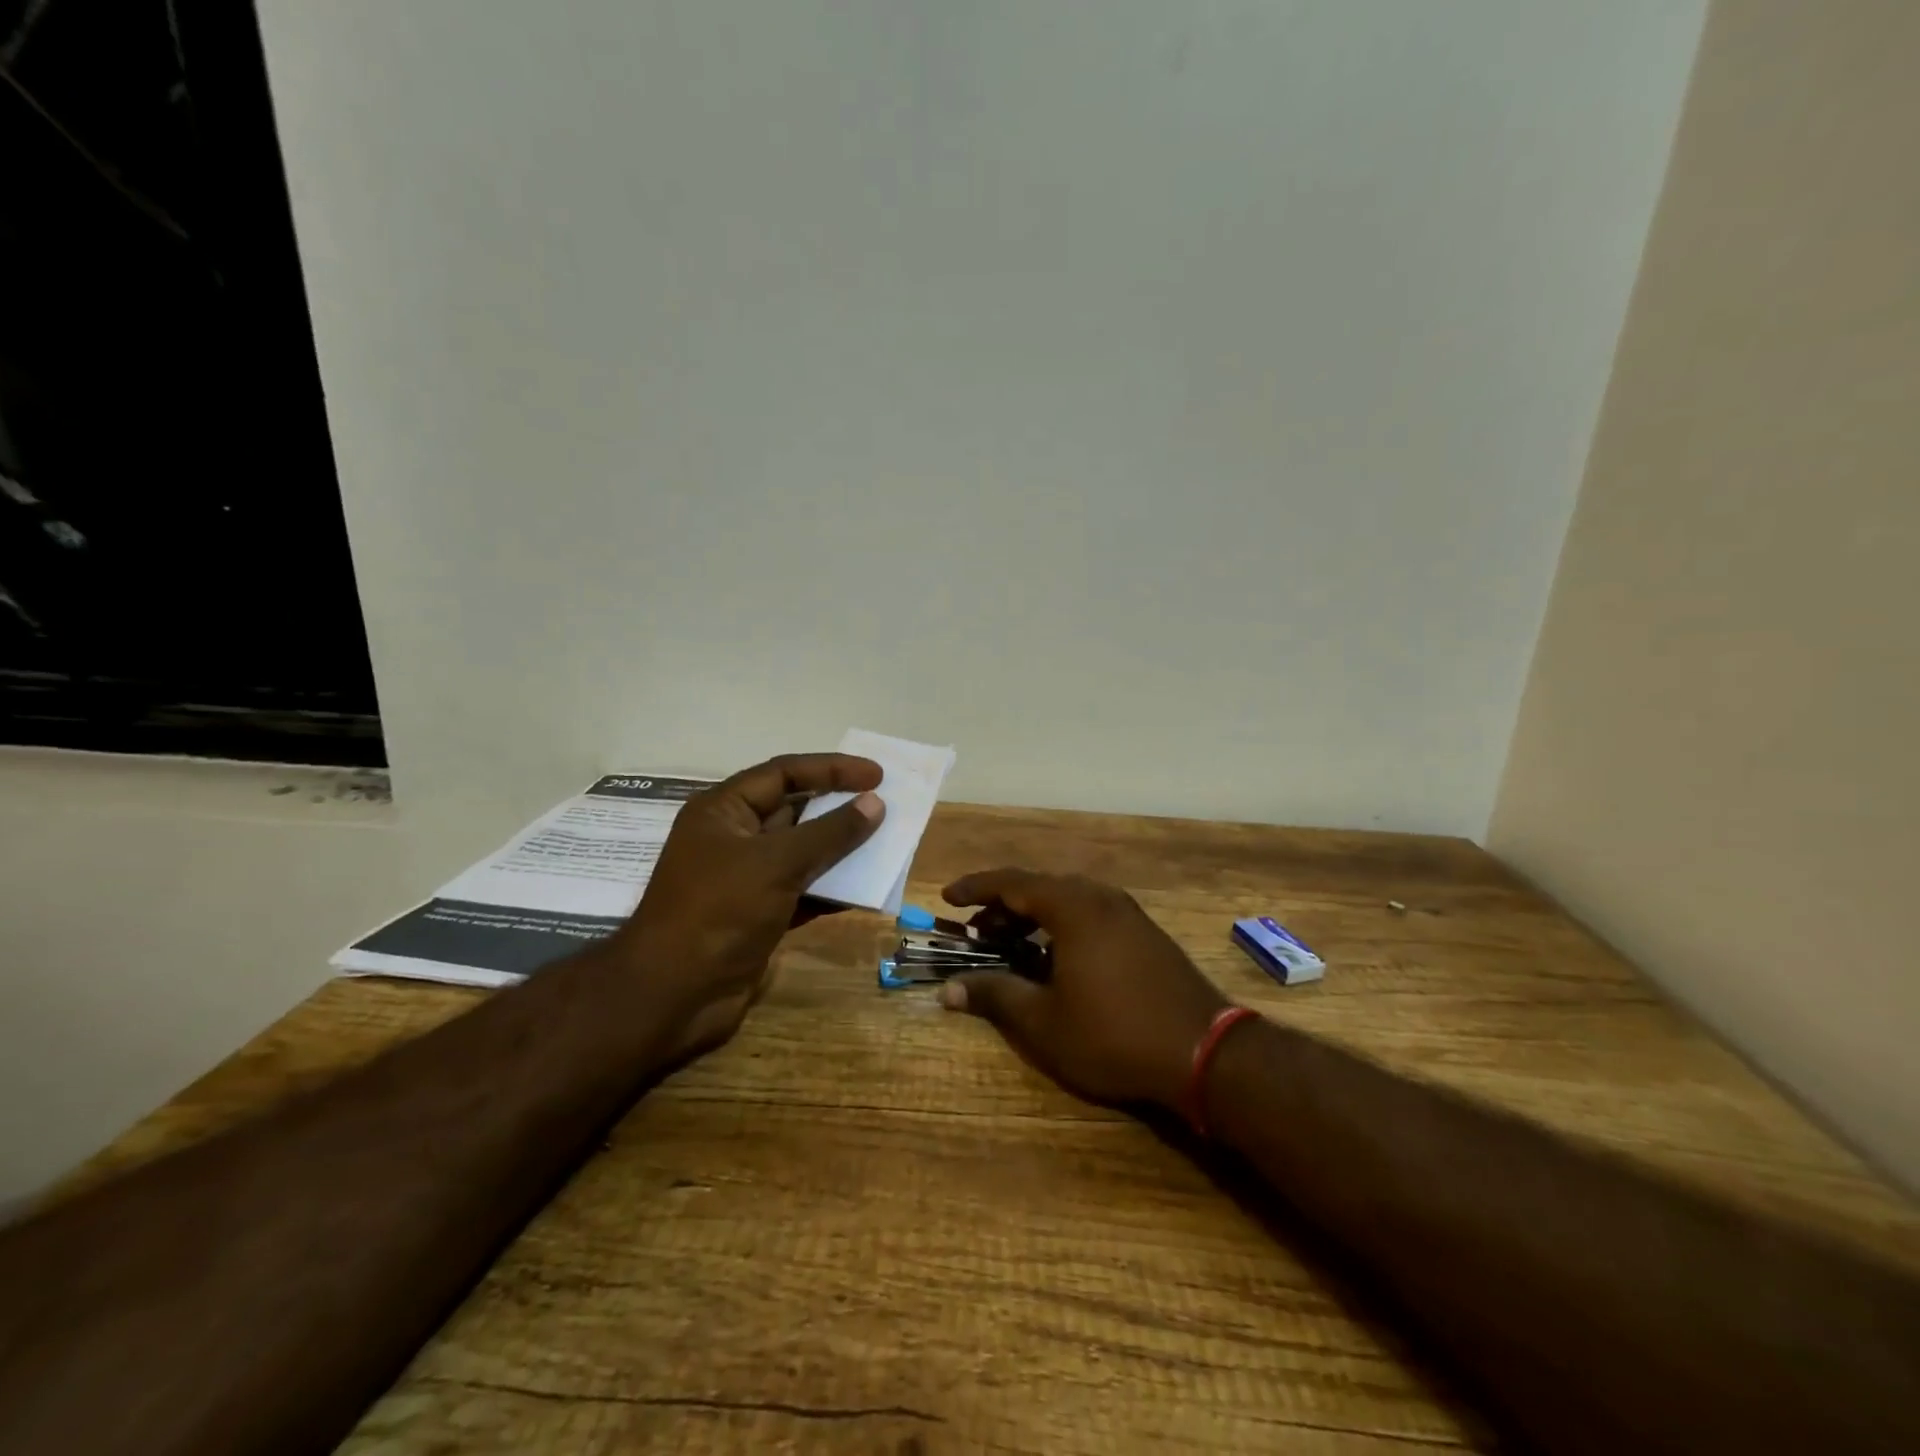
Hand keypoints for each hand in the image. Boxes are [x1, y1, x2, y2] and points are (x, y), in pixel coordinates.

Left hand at [609, 753, 884, 1063]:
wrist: (674, 996)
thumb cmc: (719, 911)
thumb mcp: (777, 862)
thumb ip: (830, 832)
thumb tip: (875, 804)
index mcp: (724, 811)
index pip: (784, 774)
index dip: (832, 769)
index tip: (877, 775)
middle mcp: (734, 838)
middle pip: (795, 810)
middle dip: (839, 807)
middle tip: (886, 804)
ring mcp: (746, 879)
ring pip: (803, 852)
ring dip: (841, 849)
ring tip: (887, 843)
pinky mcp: (760, 915)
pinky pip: (804, 890)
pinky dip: (832, 888)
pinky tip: (867, 888)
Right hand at [937, 868, 1230, 1110]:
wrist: (1206, 1052)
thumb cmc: (1114, 1034)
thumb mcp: (1044, 1021)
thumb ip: (994, 996)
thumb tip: (948, 990)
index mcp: (1073, 906)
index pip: (1012, 882)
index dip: (976, 887)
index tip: (948, 897)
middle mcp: (1101, 897)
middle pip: (1040, 887)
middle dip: (1004, 906)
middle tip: (978, 932)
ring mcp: (1128, 913)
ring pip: (1068, 900)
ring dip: (1034, 916)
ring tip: (1011, 944)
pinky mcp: (1146, 933)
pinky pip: (1091, 914)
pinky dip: (1062, 925)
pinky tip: (1057, 959)